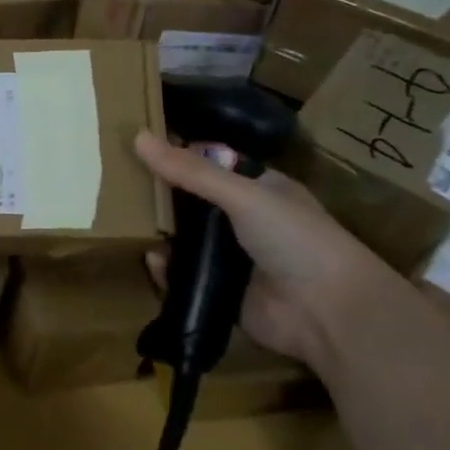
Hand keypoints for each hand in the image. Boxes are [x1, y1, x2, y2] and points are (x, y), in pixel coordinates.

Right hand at [134, 132, 402, 369]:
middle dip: (161, 196)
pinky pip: (183, 276)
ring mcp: (231, 259)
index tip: (136, 147)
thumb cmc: (296, 239)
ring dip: (160, 233)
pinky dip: (166, 270)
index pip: (210, 164)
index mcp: (258, 189)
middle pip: (191, 202)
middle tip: (119, 185)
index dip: (177, 156)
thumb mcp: (243, 195)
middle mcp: (244, 221)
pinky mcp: (220, 291)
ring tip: (127, 223)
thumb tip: (137, 136)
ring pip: (184, 239)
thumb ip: (190, 170)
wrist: (329, 314)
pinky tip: (154, 262)